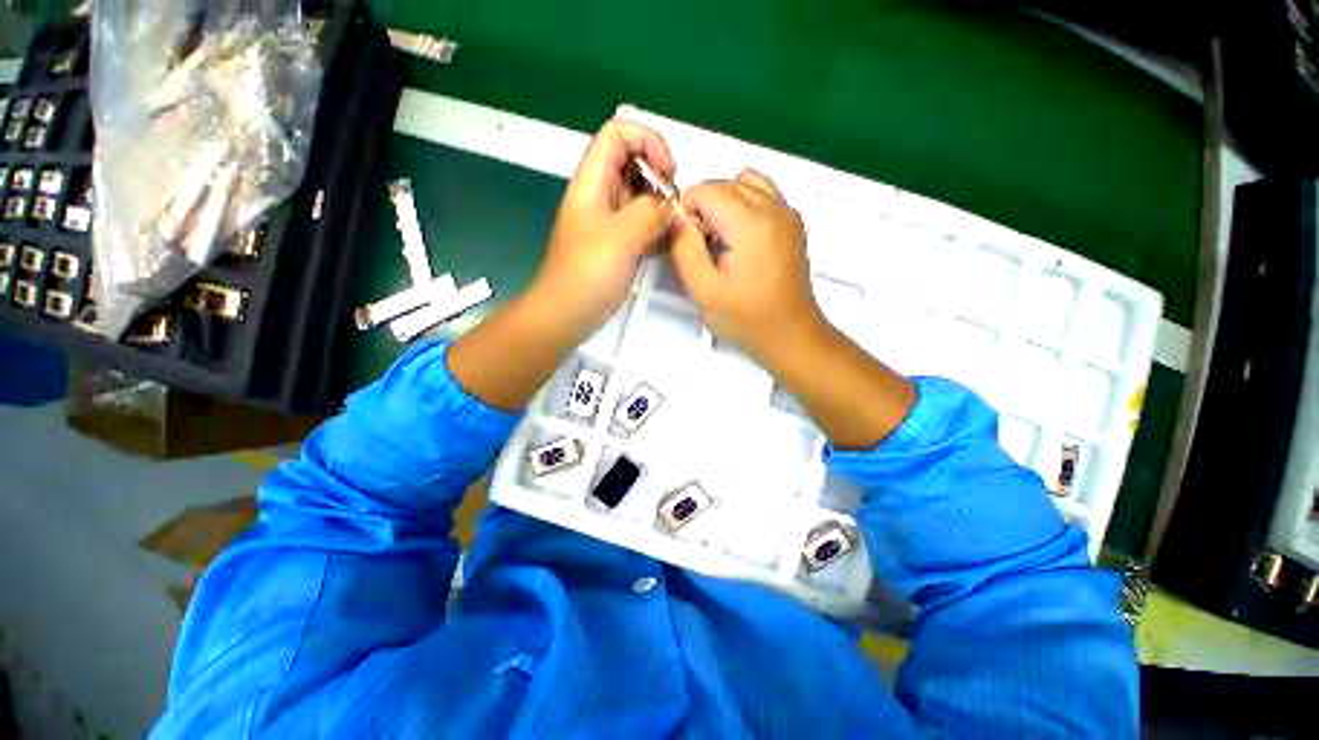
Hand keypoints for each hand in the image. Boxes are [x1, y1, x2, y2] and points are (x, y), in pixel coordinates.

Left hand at [527, 119, 677, 340]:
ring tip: (672, 230)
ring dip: (662, 208)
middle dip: (660, 179)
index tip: (668, 175)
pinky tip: (665, 246)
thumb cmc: (588, 273)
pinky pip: (643, 224)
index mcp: (593, 181)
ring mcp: (611, 220)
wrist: (568, 312)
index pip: (619, 133)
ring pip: (642, 197)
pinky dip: (658, 229)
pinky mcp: (620, 243)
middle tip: (674, 208)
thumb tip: (671, 208)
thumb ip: (650, 213)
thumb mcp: (621, 236)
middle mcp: (602, 194)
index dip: (648, 142)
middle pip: (635, 164)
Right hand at [669, 169, 825, 365]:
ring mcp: (788, 214)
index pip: (706, 189)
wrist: (791, 337)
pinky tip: (740, 241)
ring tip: (720, 239)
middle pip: (726, 184)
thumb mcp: (703, 290)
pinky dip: (745, 206)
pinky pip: (763, 196)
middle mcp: (774, 207)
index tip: (682, 240)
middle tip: (698, 246)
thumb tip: (675, 217)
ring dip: (725, 202)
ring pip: (746, 184)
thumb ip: (683, 248)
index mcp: (751, 223)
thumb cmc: (745, 319)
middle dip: (703, 206)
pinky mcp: (794, 224)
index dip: (685, 209)